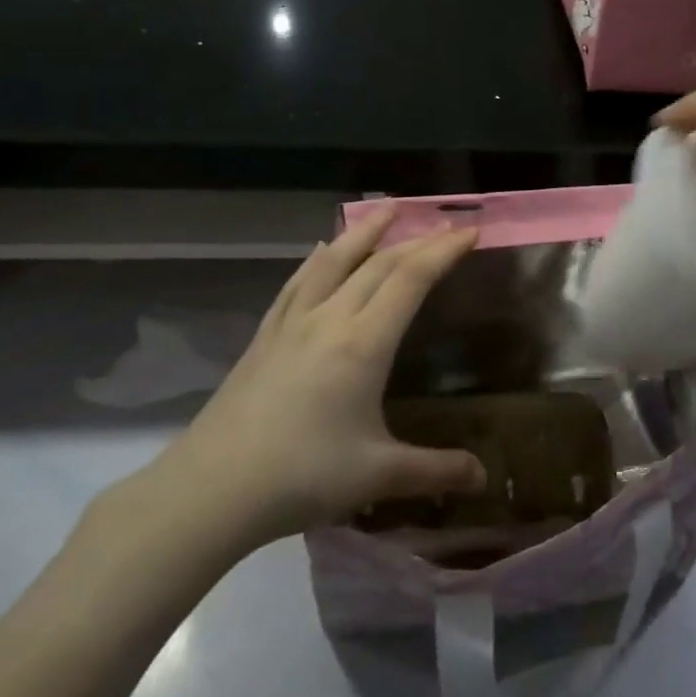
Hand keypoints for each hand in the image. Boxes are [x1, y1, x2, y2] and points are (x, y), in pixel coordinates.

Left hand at [133, 210, 486, 557]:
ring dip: (365, 230)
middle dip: (416, 239)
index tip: (471, 231)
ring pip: (334, 260)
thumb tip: (483, 477)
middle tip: (445, 224)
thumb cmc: (301, 477)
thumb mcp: (377, 477)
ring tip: (387, 207)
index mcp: (363, 343)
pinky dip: (319, 257)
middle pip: (379, 263)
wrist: (211, 489)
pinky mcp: (265, 334)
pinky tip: (321, 249)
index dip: (444, 251)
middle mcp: (329, 318)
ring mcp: (292, 322)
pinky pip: (298, 281)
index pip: (411, 279)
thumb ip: (434, 471)